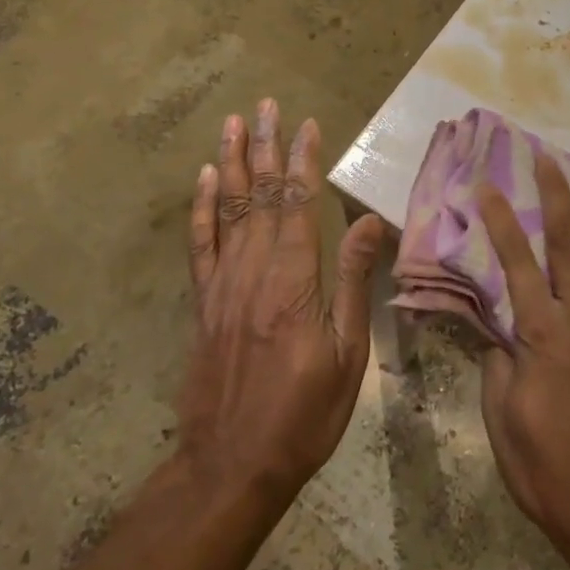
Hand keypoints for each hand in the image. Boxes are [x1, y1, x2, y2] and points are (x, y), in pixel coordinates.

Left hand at [177, 99, 385, 502]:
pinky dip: (202, 208)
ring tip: (233, 124)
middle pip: (261, 195)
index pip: (298, 204)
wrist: (232, 465)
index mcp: (294, 281)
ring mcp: (223, 285)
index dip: (303, 161)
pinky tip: (205, 180)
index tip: (307, 124)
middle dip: (266, 146)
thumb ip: (354, 282)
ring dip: (232, 162)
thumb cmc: (304, 414)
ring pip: (228, 209)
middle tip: (265, 104)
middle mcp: (254, 271)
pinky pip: (200, 244)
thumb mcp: (348, 354)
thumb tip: (369, 221)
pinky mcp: (204, 303)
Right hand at [477, 155, 569, 567]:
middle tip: (548, 157)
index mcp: (542, 332)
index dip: (500, 220)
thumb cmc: (548, 470)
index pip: (515, 261)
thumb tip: (497, 326)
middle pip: (568, 243)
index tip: (488, 184)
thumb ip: (497, 360)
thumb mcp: (501, 417)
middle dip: (556, 195)